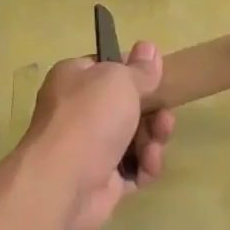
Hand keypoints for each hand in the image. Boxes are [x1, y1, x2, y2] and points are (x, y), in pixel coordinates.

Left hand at [18, 41, 174, 229]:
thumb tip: (148, 47)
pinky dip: (145, 166)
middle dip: (152, 112)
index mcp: (74, 80)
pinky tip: (148, 165)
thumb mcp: (119, 80)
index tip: (156, 76)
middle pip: (126, 106)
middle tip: (164, 116)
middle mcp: (79, 113)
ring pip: (135, 138)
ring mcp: (90, 149)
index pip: (106, 69)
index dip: (132, 72)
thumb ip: (139, 69)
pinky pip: (134, 169)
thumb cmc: (89, 118)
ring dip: (153, 139)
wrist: (64, 181)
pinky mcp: (103, 180)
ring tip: (155, 144)